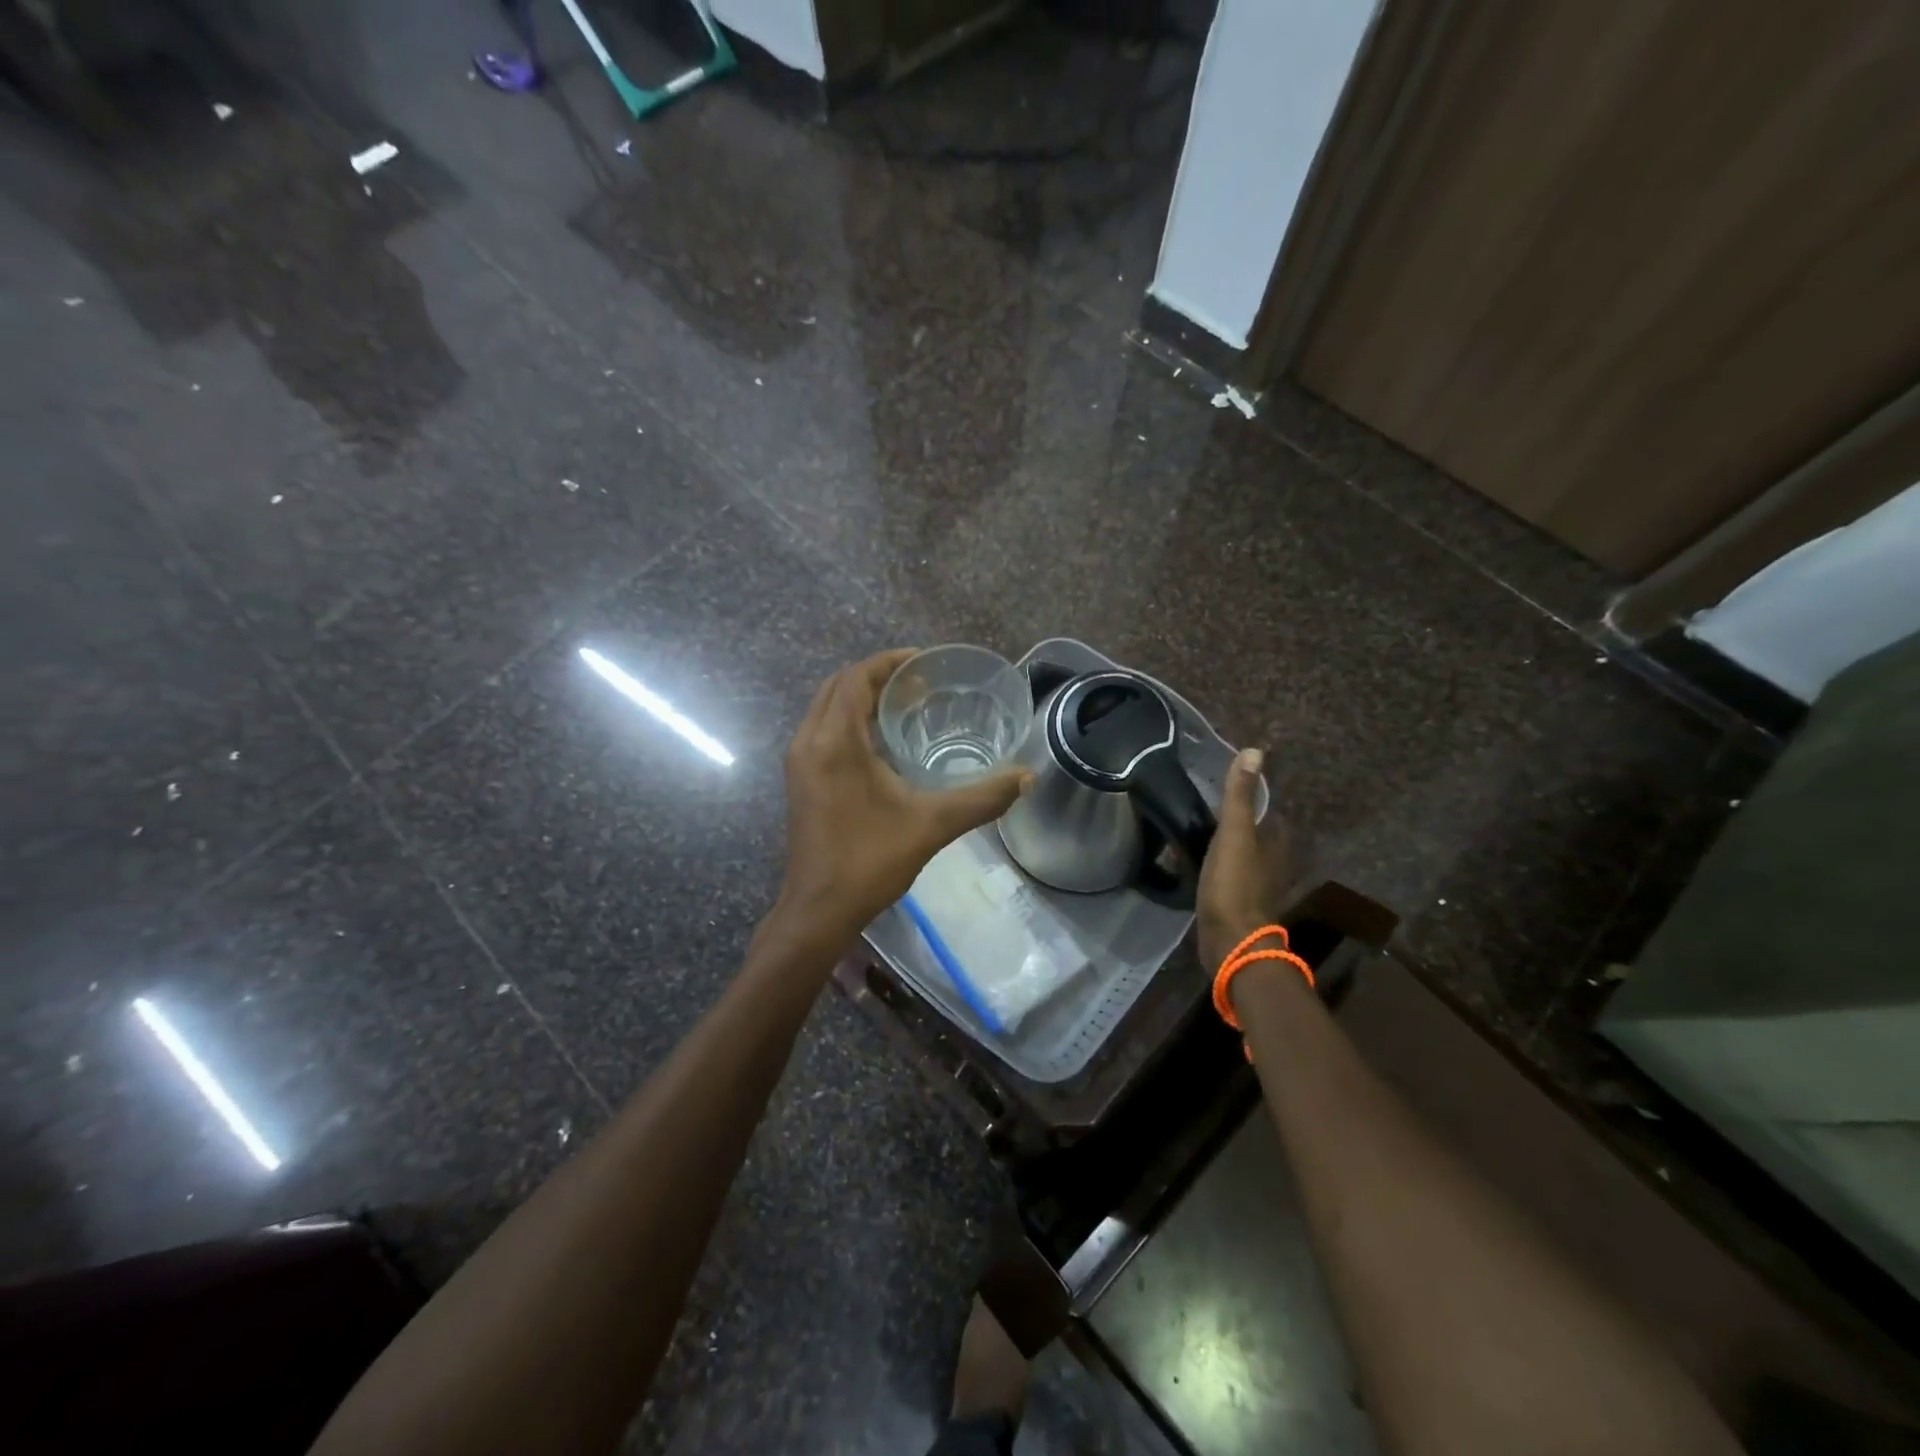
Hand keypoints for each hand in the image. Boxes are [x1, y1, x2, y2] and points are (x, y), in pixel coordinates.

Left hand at [775, 649, 1031, 945]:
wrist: (819, 910)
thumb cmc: (870, 861)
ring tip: (906, 705)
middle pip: (838, 686)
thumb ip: (982, 798)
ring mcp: (799, 762)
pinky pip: (823, 730)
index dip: (889, 662)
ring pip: (827, 708)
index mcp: (834, 741)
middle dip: (876, 676)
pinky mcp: (801, 780)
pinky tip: (884, 742)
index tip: (925, 663)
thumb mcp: (932, 825)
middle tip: (920, 683)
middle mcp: (809, 742)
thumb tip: (1028, 778)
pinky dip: (850, 721)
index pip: (856, 678)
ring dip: (862, 698)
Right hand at [1196, 748, 1298, 970]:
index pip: (1268, 810)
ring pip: (1240, 853)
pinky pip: (1226, 872)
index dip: (1250, 796)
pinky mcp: (1236, 901)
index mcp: (1277, 843)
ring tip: (1195, 827)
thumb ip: (1240, 795)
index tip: (1225, 784)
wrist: (1229, 941)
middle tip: (1203, 803)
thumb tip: (1254, 751)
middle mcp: (1273, 862)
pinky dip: (1214, 863)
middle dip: (1235, 819)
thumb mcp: (1234, 833)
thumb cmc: (1235, 884)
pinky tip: (1194, 859)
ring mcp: (1255, 884)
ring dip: (1223, 842)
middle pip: (1254, 832)